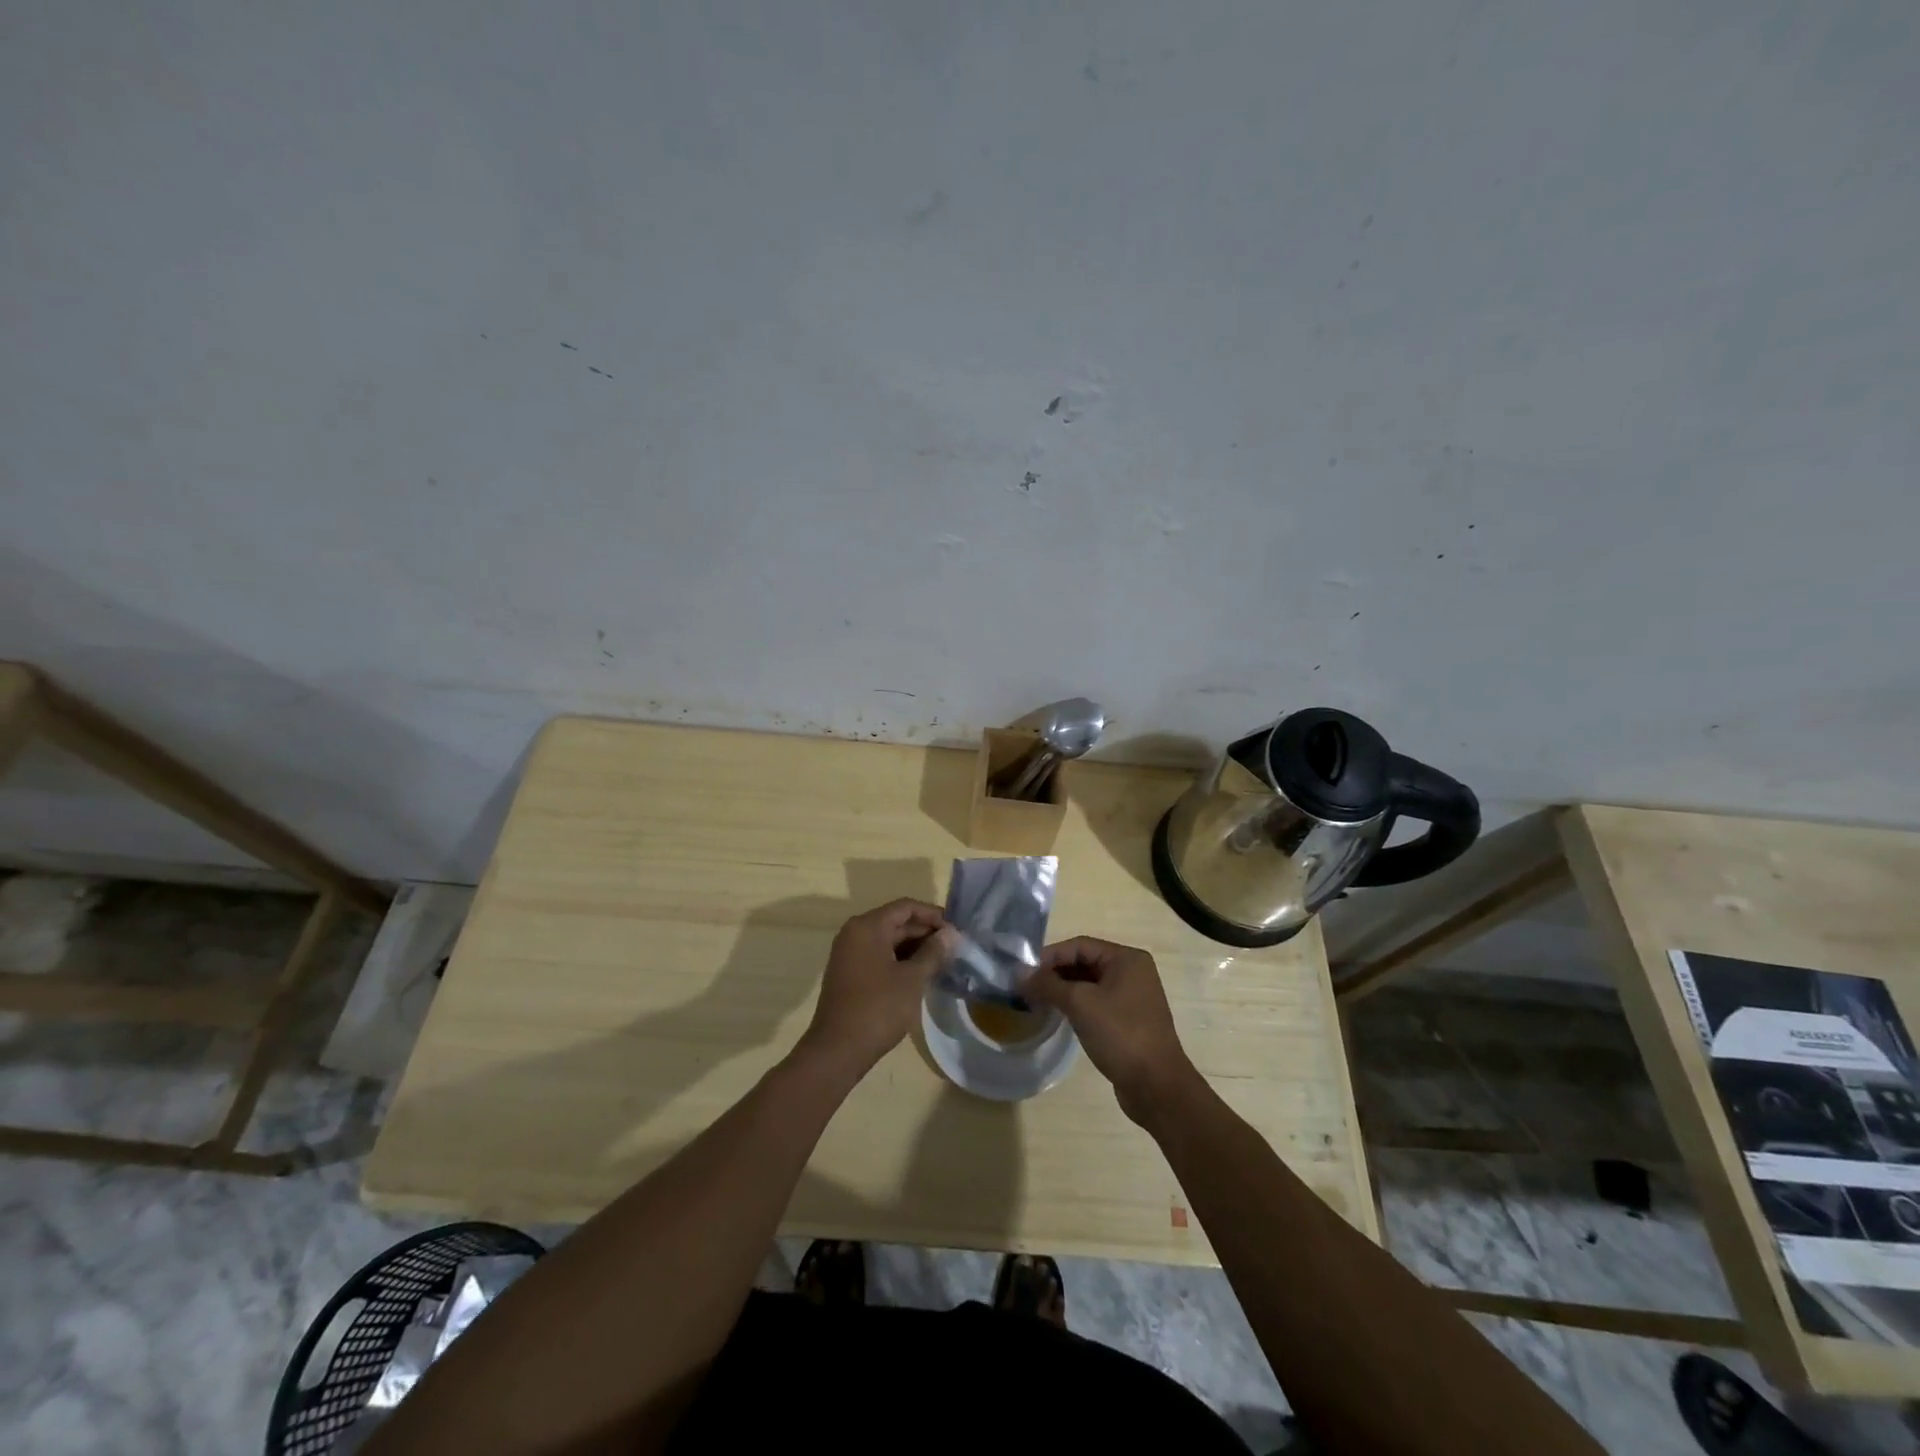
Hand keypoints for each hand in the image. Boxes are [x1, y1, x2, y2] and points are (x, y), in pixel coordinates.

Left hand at [799, 898, 954, 1074]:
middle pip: (896, 922)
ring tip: (943, 961)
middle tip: (954, 947)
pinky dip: (900, 961)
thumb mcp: (912, 979)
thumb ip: (933, 952)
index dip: (933, 915)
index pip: (905, 907)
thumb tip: (951, 934)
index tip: (956, 930)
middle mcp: (855, 933)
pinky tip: (921, 974)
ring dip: (915, 948)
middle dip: (925, 933)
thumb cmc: (877, 1008)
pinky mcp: (850, 974)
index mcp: (867, 926)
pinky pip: (879, 956)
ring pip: (888, 940)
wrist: (838, 1050)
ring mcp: (850, 954)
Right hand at [1023, 937, 1201, 1124]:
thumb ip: (1048, 985)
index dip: (1050, 956)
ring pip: (1089, 985)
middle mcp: (1132, 972)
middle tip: (1025, 987)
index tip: (1023, 971)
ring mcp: (1132, 998)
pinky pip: (1096, 1003)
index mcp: (1127, 959)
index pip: (1080, 946)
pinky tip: (1057, 1015)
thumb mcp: (1080, 1004)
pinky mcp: (1127, 1021)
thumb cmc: (1120, 1034)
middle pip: (1084, 963)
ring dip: (1063, 990)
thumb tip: (1019, 974)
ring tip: (1035, 1001)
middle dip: (1054, 973)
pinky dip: (1076, 1005)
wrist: (1156, 1086)